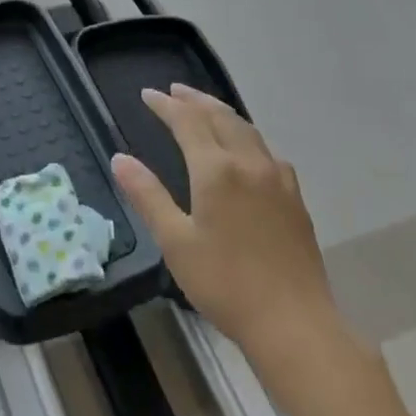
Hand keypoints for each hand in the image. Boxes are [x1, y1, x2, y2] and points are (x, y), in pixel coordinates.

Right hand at [111, 84, 338, 353]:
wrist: (295, 324)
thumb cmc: (226, 284)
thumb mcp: (176, 242)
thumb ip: (148, 196)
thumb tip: (120, 158)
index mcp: (216, 170)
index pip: (187, 121)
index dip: (166, 105)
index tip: (147, 94)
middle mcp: (248, 163)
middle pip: (220, 116)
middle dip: (195, 100)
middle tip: (174, 91)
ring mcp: (277, 179)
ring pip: (246, 129)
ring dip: (221, 113)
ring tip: (205, 109)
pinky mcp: (294, 198)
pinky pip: (266, 150)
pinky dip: (246, 136)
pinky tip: (246, 150)